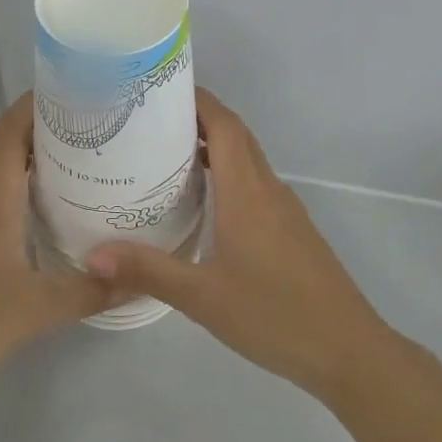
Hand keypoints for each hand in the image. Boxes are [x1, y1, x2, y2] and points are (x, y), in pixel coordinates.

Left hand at [0, 93, 113, 403]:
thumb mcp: (38, 308)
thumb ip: (92, 290)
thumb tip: (140, 280)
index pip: (13, 124)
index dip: (42, 103)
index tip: (80, 96)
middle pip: (3, 144)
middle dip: (43, 135)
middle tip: (89, 140)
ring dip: (21, 167)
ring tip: (66, 178)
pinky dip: (1, 195)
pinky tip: (23, 225)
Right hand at [85, 89, 392, 396]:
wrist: (349, 351)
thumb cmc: (275, 315)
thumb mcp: (204, 297)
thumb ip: (149, 271)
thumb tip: (93, 255)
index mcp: (248, 191)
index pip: (225, 124)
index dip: (197, 100)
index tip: (160, 90)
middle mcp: (268, 189)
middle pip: (235, 135)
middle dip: (198, 118)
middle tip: (150, 120)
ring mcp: (284, 209)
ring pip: (247, 160)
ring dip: (212, 146)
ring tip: (165, 155)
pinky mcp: (291, 230)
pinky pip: (254, 184)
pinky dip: (227, 174)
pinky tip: (203, 201)